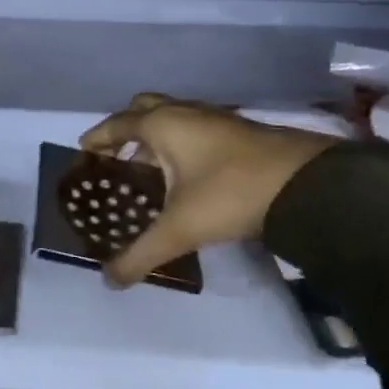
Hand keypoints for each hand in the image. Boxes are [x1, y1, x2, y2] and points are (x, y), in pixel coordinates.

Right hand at [79, 94, 337, 287]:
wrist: (305, 183)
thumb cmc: (229, 194)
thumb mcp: (179, 229)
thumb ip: (140, 254)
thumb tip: (109, 280)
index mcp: (162, 124)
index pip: (117, 124)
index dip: (98, 138)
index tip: (83, 151)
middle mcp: (185, 112)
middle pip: (144, 107)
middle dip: (126, 128)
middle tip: (116, 157)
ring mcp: (215, 117)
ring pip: (173, 116)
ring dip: (155, 136)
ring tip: (147, 169)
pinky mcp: (238, 130)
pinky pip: (195, 127)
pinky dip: (180, 142)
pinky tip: (186, 173)